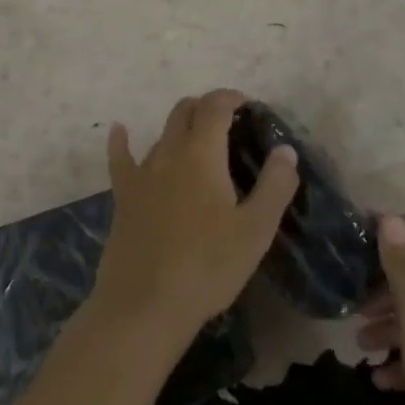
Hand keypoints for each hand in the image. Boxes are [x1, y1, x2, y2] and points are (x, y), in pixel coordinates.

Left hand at [91, 89, 299, 347]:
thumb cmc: (208, 267)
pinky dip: (121, 140)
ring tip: (198, 143)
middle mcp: (168, 153)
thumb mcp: (255, 230)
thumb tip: (286, 150)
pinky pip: (120, 159)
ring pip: (161, 135)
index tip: (247, 105)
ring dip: (180, 129)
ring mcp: (141, 174)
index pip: (215, 107)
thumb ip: (275, 185)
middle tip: (227, 124)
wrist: (144, 306)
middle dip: (206, 107)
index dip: (230, 97)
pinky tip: (118, 130)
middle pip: (184, 112)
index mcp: (202, 155)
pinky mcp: (123, 197)